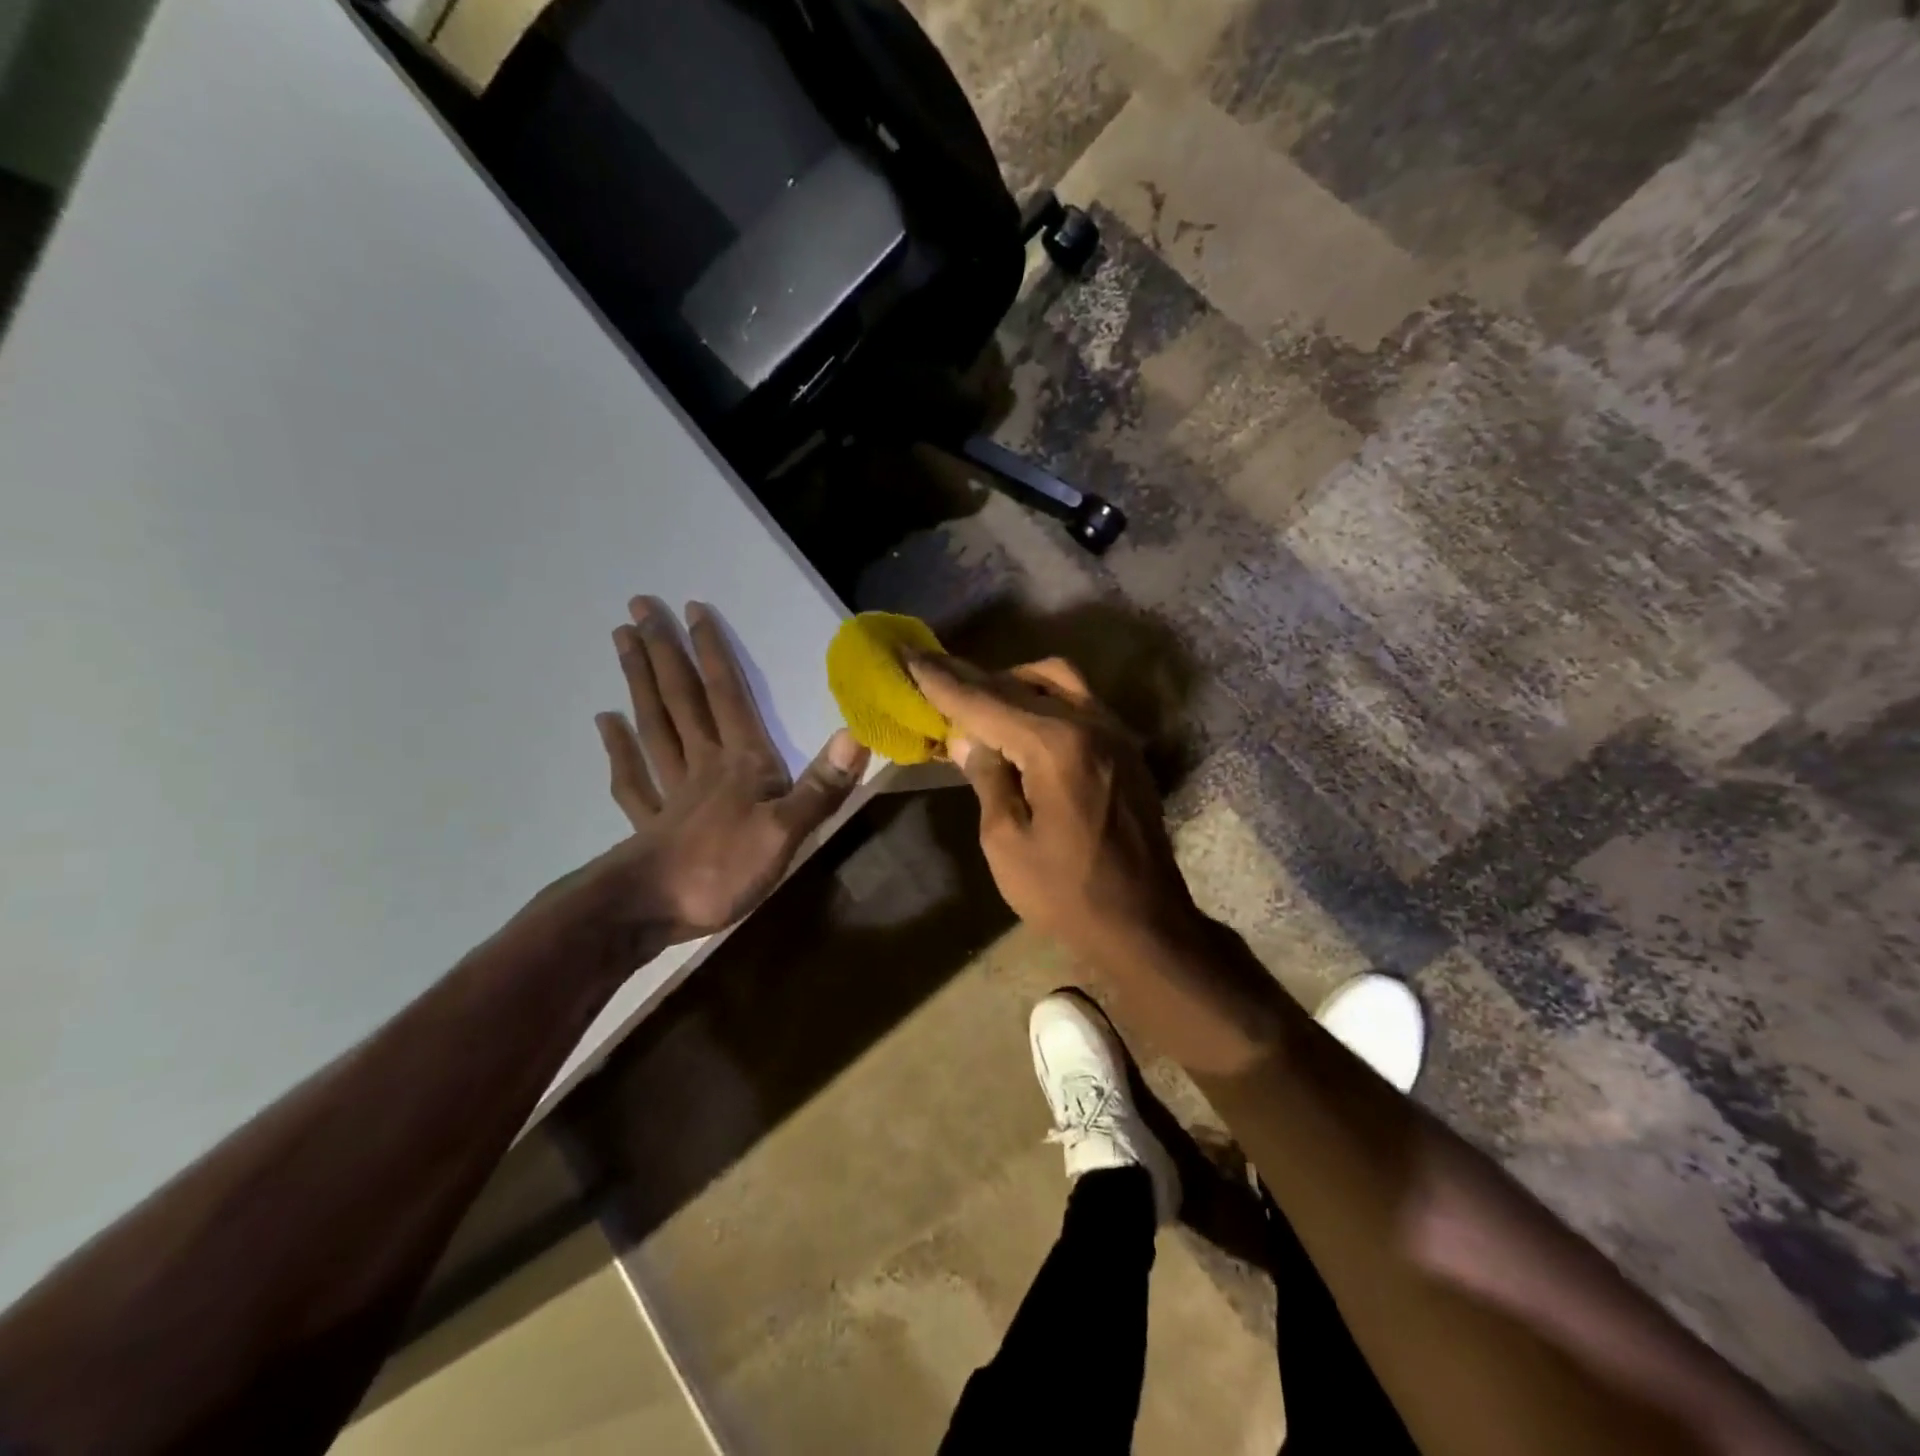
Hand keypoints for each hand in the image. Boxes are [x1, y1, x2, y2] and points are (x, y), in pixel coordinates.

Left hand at [594, 597, 868, 940]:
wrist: (652, 911)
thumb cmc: (724, 869)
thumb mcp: (788, 831)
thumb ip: (820, 786)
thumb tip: (855, 734)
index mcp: (740, 762)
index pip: (726, 695)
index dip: (712, 652)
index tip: (692, 609)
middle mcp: (703, 764)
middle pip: (681, 699)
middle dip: (665, 652)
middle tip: (639, 606)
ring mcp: (671, 792)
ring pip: (654, 726)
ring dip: (639, 683)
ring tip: (622, 642)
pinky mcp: (650, 822)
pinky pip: (632, 778)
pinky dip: (618, 748)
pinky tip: (605, 723)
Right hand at [906, 654, 1198, 962]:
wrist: (1144, 923)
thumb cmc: (1066, 892)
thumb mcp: (1006, 841)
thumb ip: (987, 778)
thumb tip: (968, 738)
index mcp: (1056, 745)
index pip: (986, 702)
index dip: (943, 681)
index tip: (911, 656)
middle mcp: (1091, 723)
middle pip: (1022, 683)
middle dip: (975, 678)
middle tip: (936, 670)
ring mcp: (1115, 734)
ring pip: (1059, 682)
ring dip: (1015, 683)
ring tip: (980, 701)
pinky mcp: (1126, 751)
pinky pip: (1079, 704)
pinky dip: (1044, 701)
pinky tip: (1023, 724)